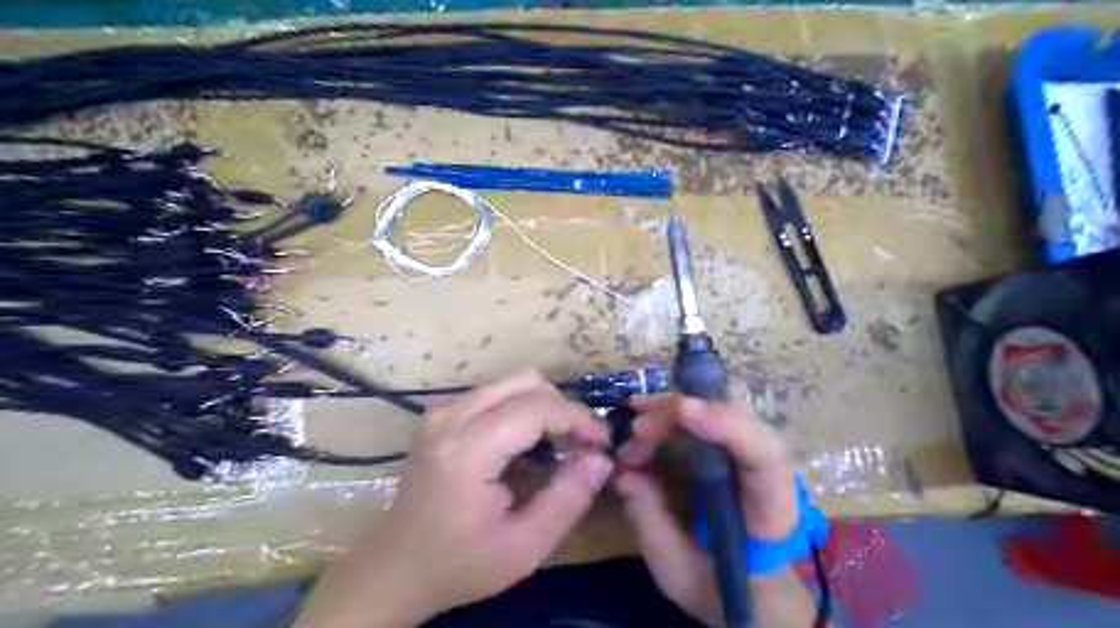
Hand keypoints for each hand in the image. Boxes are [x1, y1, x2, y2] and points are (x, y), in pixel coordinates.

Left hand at [292, 372, 616, 627]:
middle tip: (580, 445)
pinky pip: (495, 394)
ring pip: (512, 383)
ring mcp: (443, 410)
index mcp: (468, 448)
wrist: (394, 568)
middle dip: (562, 408)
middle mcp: (452, 415)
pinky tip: (528, 445)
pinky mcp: (441, 414)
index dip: (578, 419)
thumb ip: (568, 499)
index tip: (603, 443)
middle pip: (526, 381)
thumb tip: (601, 459)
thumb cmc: (458, 563)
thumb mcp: (524, 547)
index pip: (537, 408)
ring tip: (558, 445)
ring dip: (543, 408)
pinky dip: (522, 410)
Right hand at [612, 398, 804, 626]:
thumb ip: (652, 522)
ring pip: (717, 407)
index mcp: (770, 510)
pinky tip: (641, 416)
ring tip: (632, 429)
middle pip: (736, 417)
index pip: (764, 457)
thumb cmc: (719, 586)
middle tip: (636, 429)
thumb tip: (624, 472)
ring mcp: (749, 451)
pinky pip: (704, 415)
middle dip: (682, 414)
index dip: (726, 426)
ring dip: (670, 411)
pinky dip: (670, 412)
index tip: (684, 410)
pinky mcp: (728, 447)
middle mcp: (767, 469)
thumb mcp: (679, 570)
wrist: (747, 589)